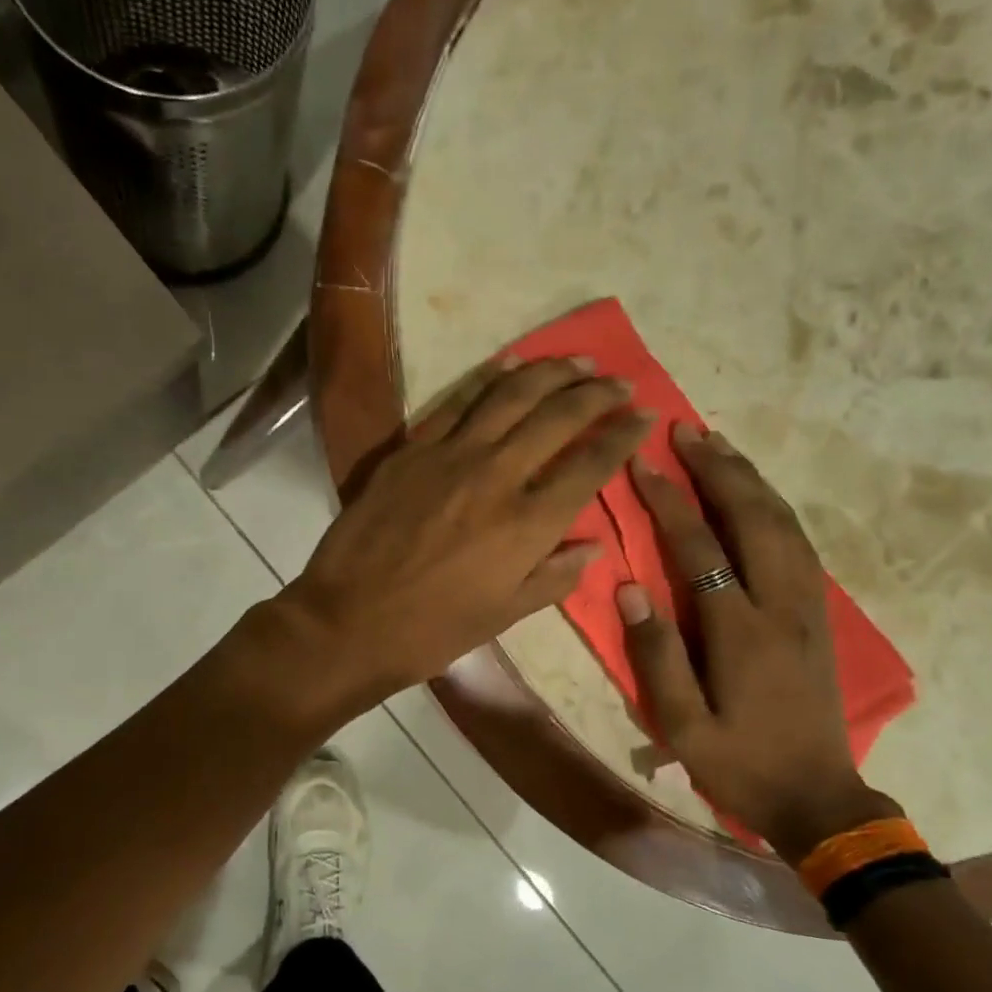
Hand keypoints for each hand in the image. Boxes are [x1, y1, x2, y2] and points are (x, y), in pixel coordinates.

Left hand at [275, 356, 650, 710]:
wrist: (348, 622)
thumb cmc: (431, 631)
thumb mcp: (503, 616)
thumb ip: (553, 577)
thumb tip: (593, 547)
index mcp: (527, 524)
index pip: (589, 465)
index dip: (622, 436)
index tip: (643, 416)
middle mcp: (496, 476)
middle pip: (557, 416)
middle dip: (597, 394)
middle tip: (620, 382)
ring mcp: (449, 456)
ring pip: (510, 395)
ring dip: (550, 371)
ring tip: (577, 361)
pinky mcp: (410, 450)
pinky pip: (457, 402)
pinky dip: (488, 378)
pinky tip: (508, 365)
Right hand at [619, 424, 900, 863]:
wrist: (819, 798)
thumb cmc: (740, 763)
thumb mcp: (683, 725)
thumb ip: (657, 655)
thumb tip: (631, 588)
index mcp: (743, 632)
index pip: (701, 548)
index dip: (669, 501)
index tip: (642, 463)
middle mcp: (783, 605)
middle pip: (754, 519)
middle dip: (718, 469)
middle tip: (686, 430)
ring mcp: (808, 606)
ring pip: (784, 523)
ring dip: (750, 478)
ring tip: (719, 446)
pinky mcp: (819, 614)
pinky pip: (799, 542)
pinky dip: (775, 505)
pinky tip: (756, 493)